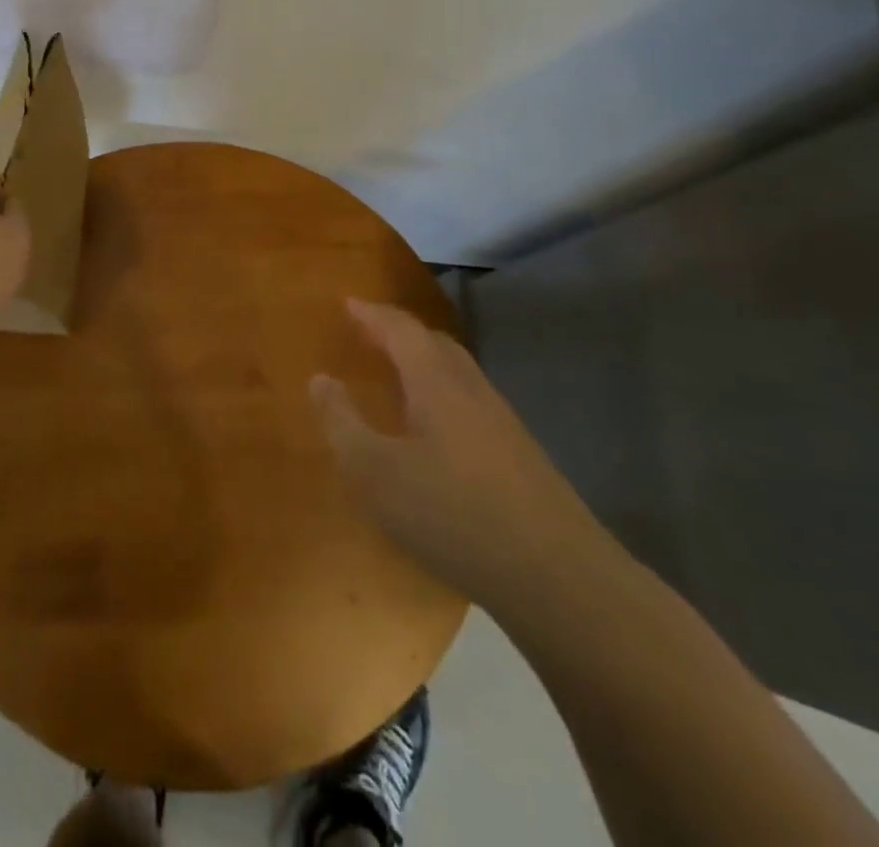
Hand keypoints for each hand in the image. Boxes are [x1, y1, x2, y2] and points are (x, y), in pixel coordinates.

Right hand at [311, 299, 599, 609]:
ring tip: (396, 375)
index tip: (348, 302)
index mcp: (436, 382)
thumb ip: (342, 422)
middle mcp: (471, 390)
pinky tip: (433, 430)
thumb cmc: (453, 513)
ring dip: (423, 363)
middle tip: (369, 333)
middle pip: (435, 343)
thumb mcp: (375, 472)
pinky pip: (469, 402)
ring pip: (456, 373)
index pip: (401, 329)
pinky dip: (441, 394)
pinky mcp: (519, 455)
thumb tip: (320, 379)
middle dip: (399, 332)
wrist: (558, 576)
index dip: (372, 314)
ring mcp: (502, 422)